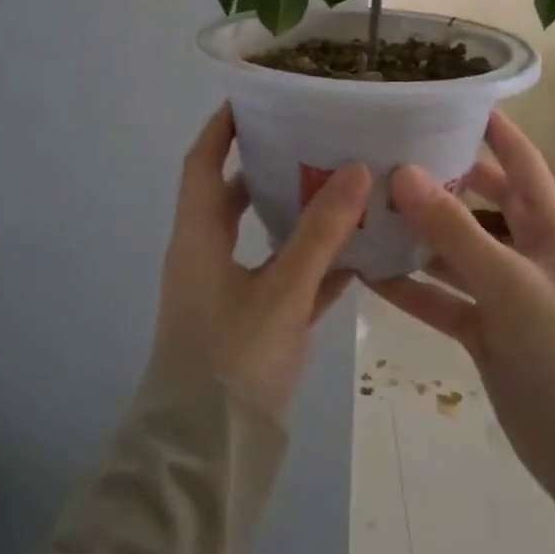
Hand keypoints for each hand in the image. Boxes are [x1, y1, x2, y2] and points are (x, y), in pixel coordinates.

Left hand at [147, 105, 370, 418]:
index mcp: (198, 238)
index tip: (255, 97)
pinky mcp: (250, 325)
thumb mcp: (282, 290)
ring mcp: (227, 293)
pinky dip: (312, 266)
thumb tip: (356, 168)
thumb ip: (320, 231)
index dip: (222, 127)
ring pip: (262, 239)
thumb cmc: (232, 359)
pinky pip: (283, 280)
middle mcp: (206, 258)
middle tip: (312, 139)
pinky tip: (357, 256)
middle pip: (233, 197)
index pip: (202, 163)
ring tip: (341, 187)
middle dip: (267, 166)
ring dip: (295, 215)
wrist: (206, 456)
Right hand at [372, 112, 554, 543]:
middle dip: (440, 180)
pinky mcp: (486, 330)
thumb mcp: (508, 284)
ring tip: (367, 208)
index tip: (446, 100)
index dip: (490, 128)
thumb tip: (403, 172)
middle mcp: (528, 250)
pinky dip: (413, 287)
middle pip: (480, 201)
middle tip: (387, 154)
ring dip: (419, 234)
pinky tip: (370, 273)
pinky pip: (444, 297)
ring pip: (456, 250)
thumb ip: (454, 230)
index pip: (519, 160)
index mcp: (551, 227)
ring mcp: (506, 292)